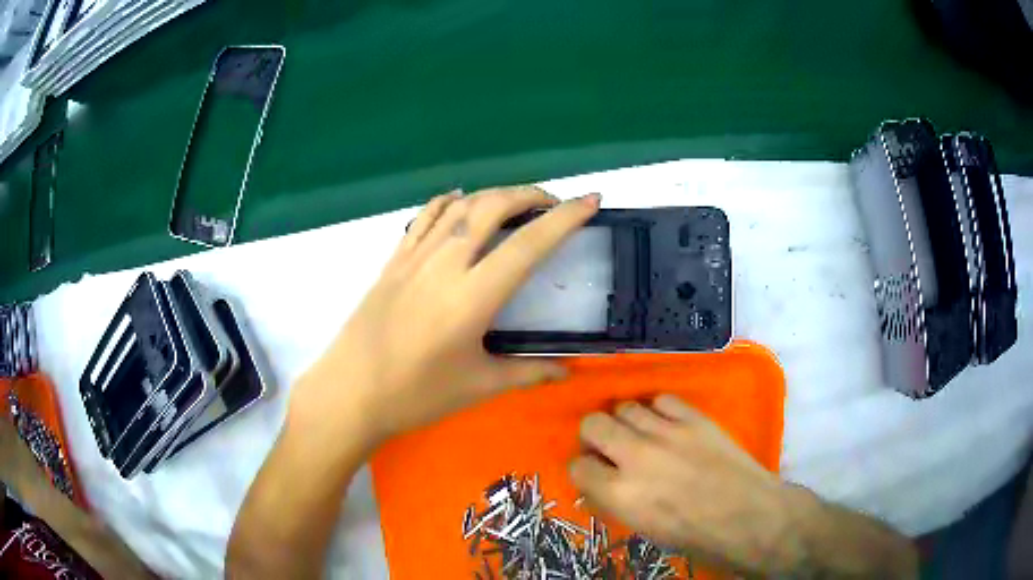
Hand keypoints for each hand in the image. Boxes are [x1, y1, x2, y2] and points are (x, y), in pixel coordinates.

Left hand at [292, 186, 600, 447]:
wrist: (349, 392)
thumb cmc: (415, 395)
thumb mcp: (477, 386)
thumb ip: (527, 372)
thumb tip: (565, 371)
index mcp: (473, 296)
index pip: (529, 244)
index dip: (565, 218)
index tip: (591, 200)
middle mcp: (445, 264)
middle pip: (492, 207)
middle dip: (529, 194)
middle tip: (552, 203)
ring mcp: (414, 257)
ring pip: (459, 205)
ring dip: (493, 194)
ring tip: (514, 202)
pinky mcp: (393, 261)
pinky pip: (423, 217)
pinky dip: (447, 201)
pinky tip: (459, 201)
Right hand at [569, 395, 802, 574]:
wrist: (746, 515)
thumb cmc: (694, 535)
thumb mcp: (644, 529)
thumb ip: (615, 504)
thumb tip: (597, 488)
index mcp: (620, 494)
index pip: (578, 466)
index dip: (583, 469)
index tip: (594, 472)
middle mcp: (636, 457)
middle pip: (594, 424)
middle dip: (594, 435)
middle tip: (609, 447)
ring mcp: (667, 433)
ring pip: (625, 406)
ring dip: (625, 420)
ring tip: (638, 433)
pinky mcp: (694, 419)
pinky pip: (662, 400)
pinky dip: (657, 410)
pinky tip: (665, 423)